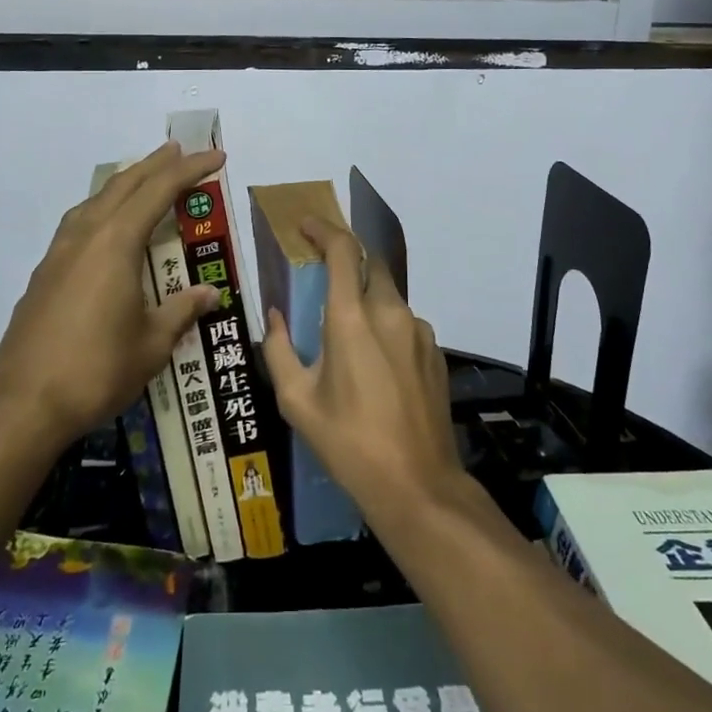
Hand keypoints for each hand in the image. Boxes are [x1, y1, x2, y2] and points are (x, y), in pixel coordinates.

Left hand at [0, 142, 223, 450]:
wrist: (21, 406)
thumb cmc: (96, 370)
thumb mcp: (152, 344)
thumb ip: (181, 311)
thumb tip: (209, 293)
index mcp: (115, 243)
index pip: (159, 192)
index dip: (190, 171)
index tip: (216, 158)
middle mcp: (85, 237)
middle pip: (123, 186)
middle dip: (154, 165)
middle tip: (179, 151)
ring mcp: (58, 255)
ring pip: (94, 202)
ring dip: (123, 185)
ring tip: (143, 180)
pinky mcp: (43, 276)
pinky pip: (78, 224)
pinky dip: (101, 210)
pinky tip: (105, 229)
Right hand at [260, 216, 464, 516]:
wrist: (417, 485)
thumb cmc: (348, 442)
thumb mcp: (297, 401)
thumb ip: (280, 349)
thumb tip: (275, 316)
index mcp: (352, 318)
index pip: (343, 250)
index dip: (324, 229)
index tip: (306, 226)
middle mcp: (390, 313)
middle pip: (371, 265)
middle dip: (348, 264)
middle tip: (324, 284)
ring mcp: (420, 332)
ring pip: (390, 296)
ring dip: (367, 301)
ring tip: (349, 338)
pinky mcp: (436, 353)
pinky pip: (406, 324)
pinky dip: (387, 328)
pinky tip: (376, 366)